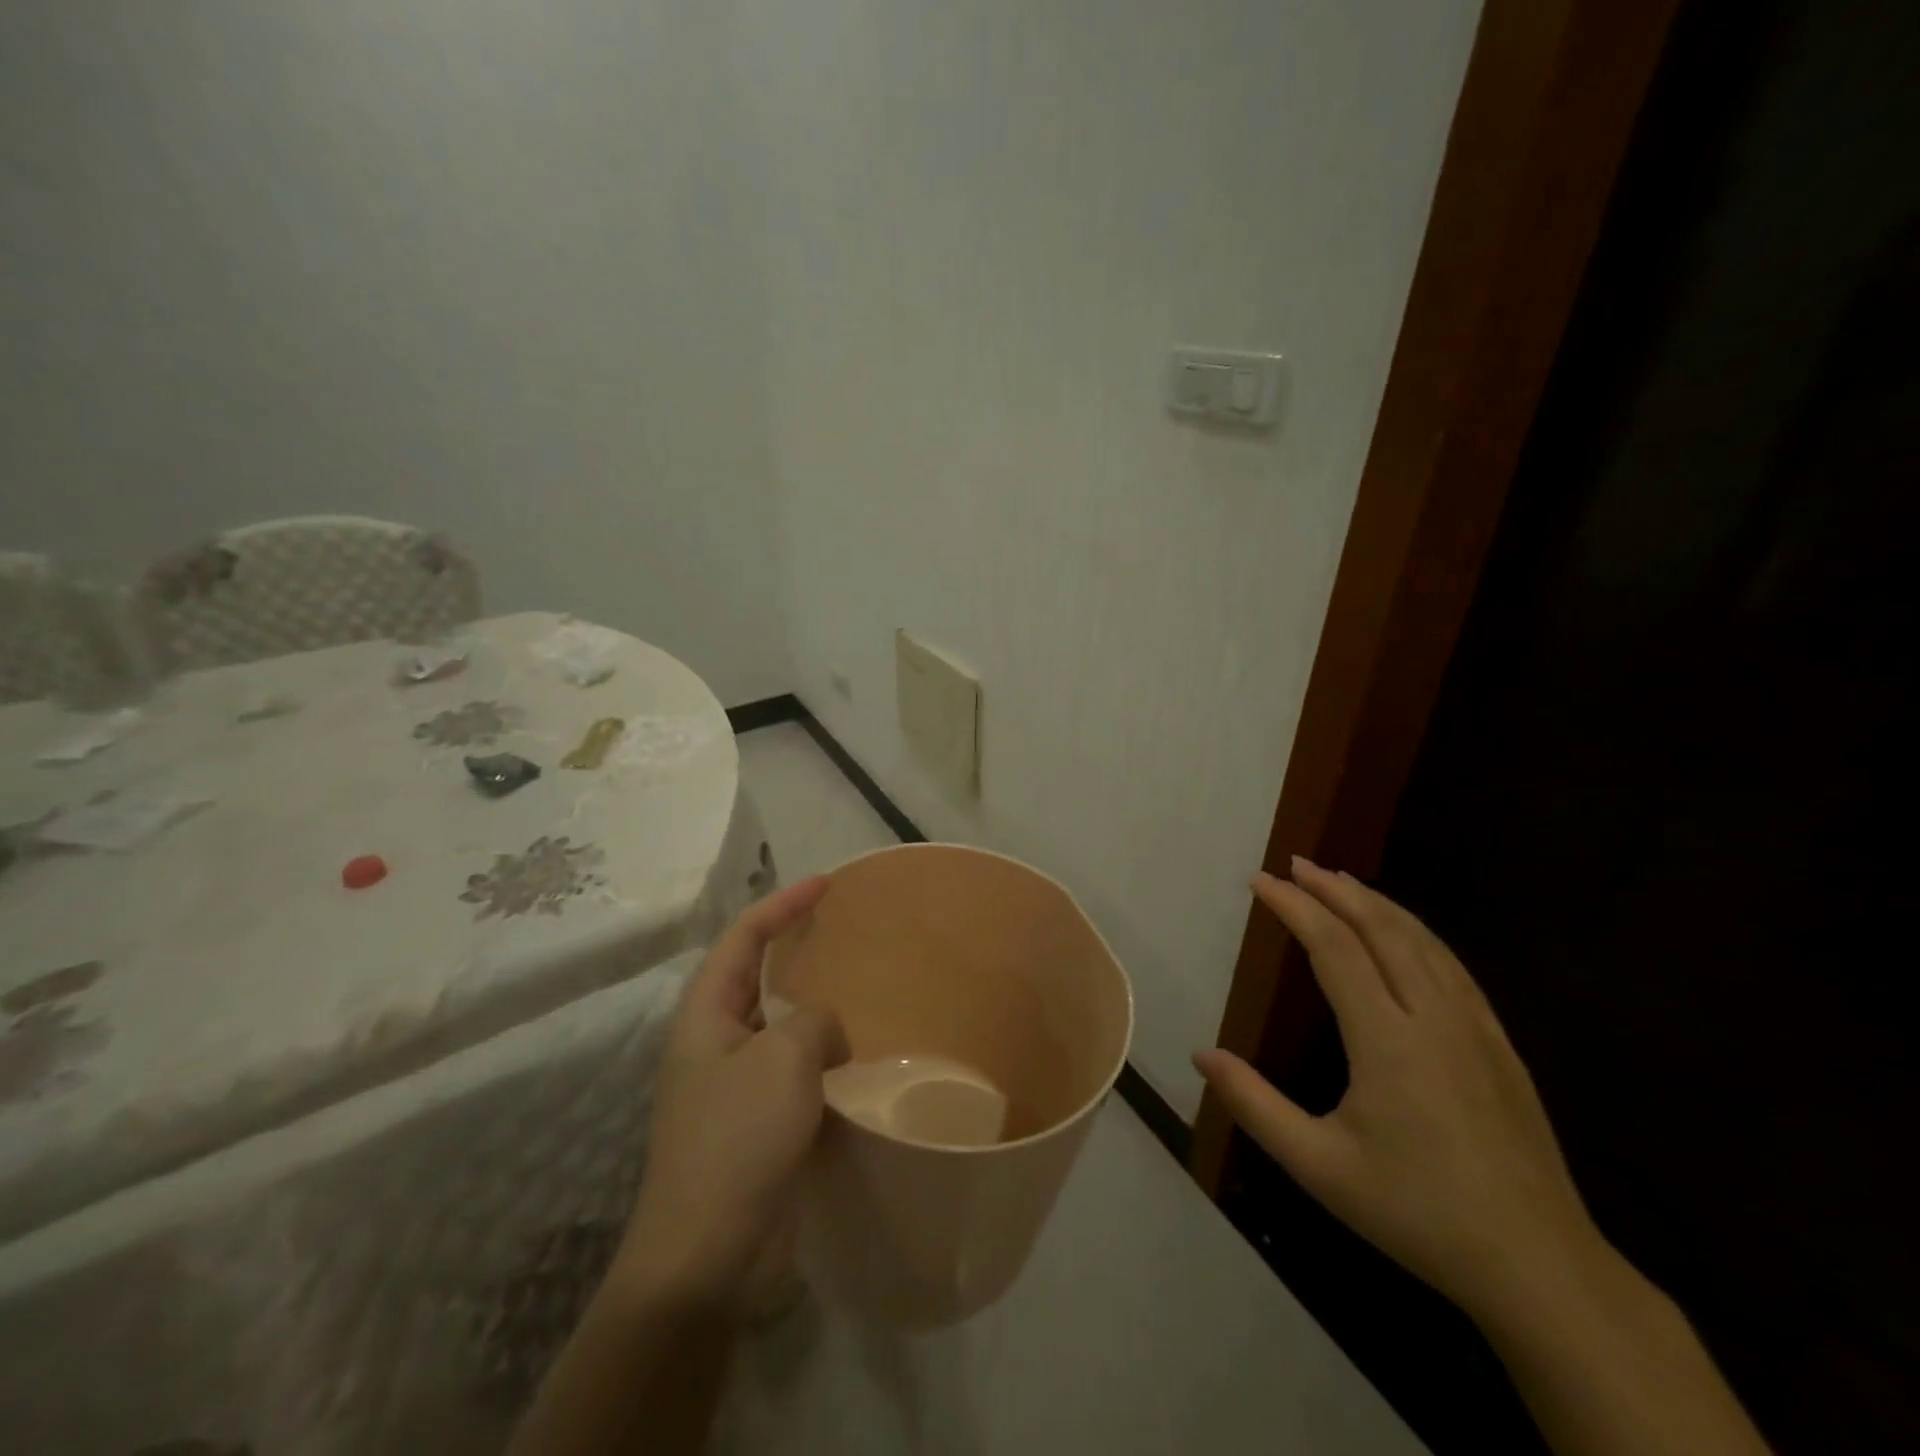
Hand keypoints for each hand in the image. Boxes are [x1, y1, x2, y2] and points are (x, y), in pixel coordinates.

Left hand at [614, 877, 848, 1308]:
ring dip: (815, 1009)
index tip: (825, 883)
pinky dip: (823, 1057)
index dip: (782, 905)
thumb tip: (826, 1034)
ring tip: (861, 991)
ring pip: (780, 1026)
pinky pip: (794, 1071)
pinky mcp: (757, 1124)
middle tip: (845, 933)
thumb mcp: (783, 1058)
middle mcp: (715, 1041)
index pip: (743, 938)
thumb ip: (814, 1021)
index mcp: (705, 1015)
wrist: (706, 1253)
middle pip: (757, 976)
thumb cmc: (737, 1138)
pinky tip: (857, 1058)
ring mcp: (734, 1085)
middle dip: (797, 950)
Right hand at [1196, 858, 1602, 1321]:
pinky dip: (1416, 932)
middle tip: (1295, 864)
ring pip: (1421, 940)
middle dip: (1334, 889)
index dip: (1295, 907)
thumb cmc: (1417, 1213)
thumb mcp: (1319, 1166)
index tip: (1260, 881)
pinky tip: (1404, 932)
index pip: (1334, 948)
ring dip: (1375, 903)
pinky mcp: (1499, 1044)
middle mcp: (1433, 1018)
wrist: (1540, 1267)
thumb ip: (1255, 1105)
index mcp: (1388, 1040)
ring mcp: (1474, 1028)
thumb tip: (1202, 1055)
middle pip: (1381, 928)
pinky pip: (1452, 966)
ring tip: (1339, 881)